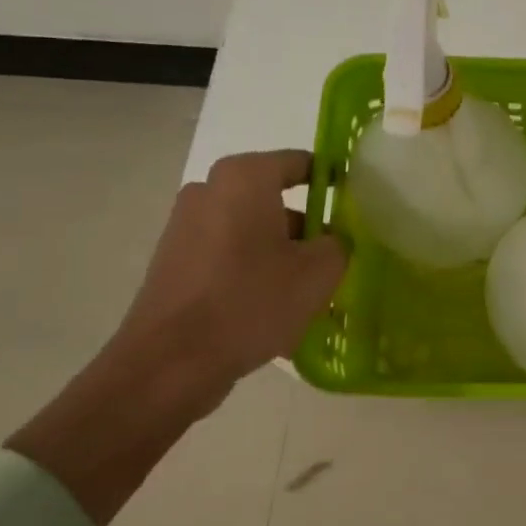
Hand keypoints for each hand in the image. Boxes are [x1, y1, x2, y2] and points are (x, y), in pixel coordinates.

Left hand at [104, 150, 346, 424]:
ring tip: (305, 298)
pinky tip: (270, 315)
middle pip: (275, 202)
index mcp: (244, 178)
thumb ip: (338, 243)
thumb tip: (332, 240)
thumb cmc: (251, 301)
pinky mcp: (174, 262)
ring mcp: (185, 227)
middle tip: (333, 263)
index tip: (354, 210)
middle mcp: (209, 190)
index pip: (300, 163)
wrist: (171, 362)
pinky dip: (252, 276)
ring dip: (281, 258)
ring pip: (252, 234)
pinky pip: (228, 259)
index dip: (332, 183)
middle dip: (307, 230)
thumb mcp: (319, 272)